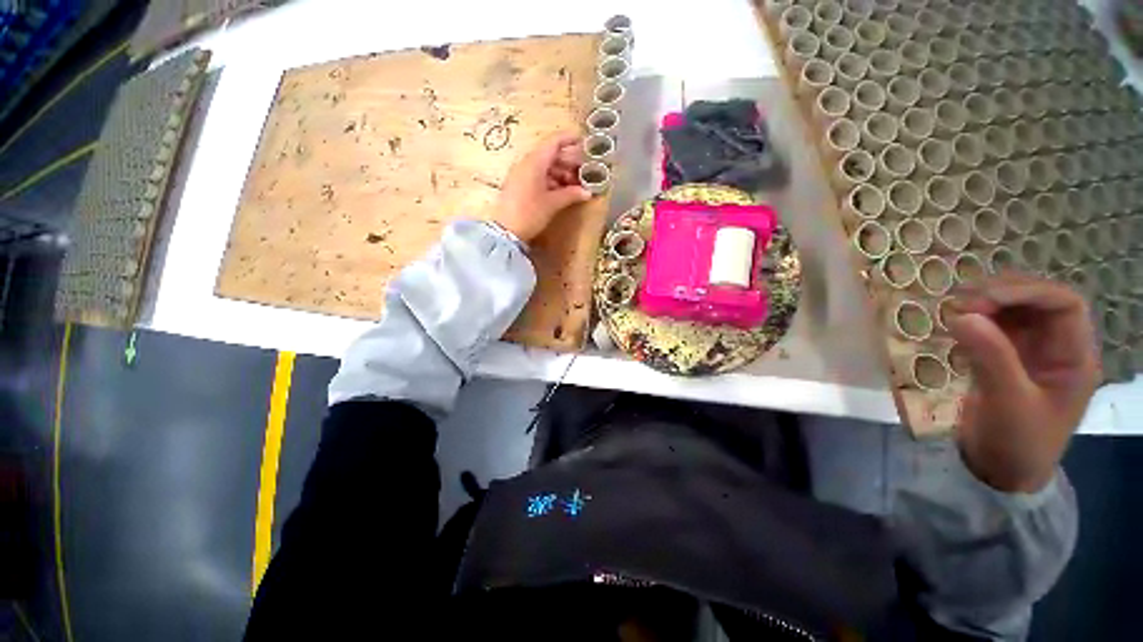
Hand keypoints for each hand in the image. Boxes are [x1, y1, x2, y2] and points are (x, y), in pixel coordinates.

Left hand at [493, 132, 591, 241]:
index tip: (584, 143)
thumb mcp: (552, 204)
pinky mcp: (518, 185)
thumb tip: (588, 192)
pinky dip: (551, 180)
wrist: (505, 231)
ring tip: (575, 186)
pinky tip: (561, 192)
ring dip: (560, 173)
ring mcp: (521, 174)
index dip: (569, 139)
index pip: (554, 142)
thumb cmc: (530, 213)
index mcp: (535, 162)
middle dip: (568, 162)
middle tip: (583, 172)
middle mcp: (526, 163)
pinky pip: (537, 176)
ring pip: (544, 167)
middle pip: (550, 155)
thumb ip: (571, 194)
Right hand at [947, 272, 1099, 492]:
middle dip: (1002, 294)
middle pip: (1038, 301)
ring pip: (1014, 310)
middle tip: (960, 303)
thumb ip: (991, 356)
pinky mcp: (1005, 358)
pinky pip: (993, 326)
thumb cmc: (1018, 442)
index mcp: (1074, 356)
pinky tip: (954, 324)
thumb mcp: (1008, 401)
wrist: (1000, 471)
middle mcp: (1056, 346)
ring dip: (985, 303)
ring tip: (952, 310)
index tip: (982, 300)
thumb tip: (961, 315)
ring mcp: (1031, 351)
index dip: (1027, 292)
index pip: (1063, 304)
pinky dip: (974, 319)